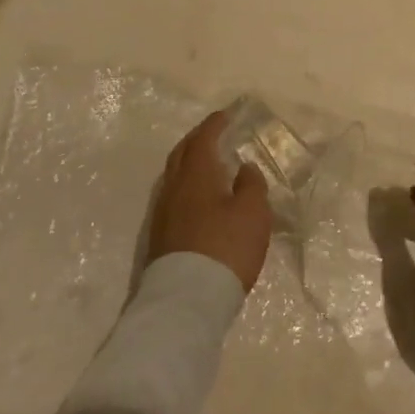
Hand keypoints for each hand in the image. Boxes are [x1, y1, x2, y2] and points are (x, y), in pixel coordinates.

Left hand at [148, 111, 271, 294]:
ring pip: (174, 176)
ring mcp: (163, 213)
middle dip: (197, 139)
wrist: (187, 299)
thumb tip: (243, 167)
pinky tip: (197, 197)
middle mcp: (174, 188)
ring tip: (206, 163)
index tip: (225, 115)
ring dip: (189, 163)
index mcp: (196, 175)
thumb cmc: (226, 247)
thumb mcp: (253, 213)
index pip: (203, 140)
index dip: (214, 125)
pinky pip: (173, 196)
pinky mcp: (161, 236)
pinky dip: (186, 185)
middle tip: (212, 133)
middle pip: (182, 154)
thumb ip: (251, 185)